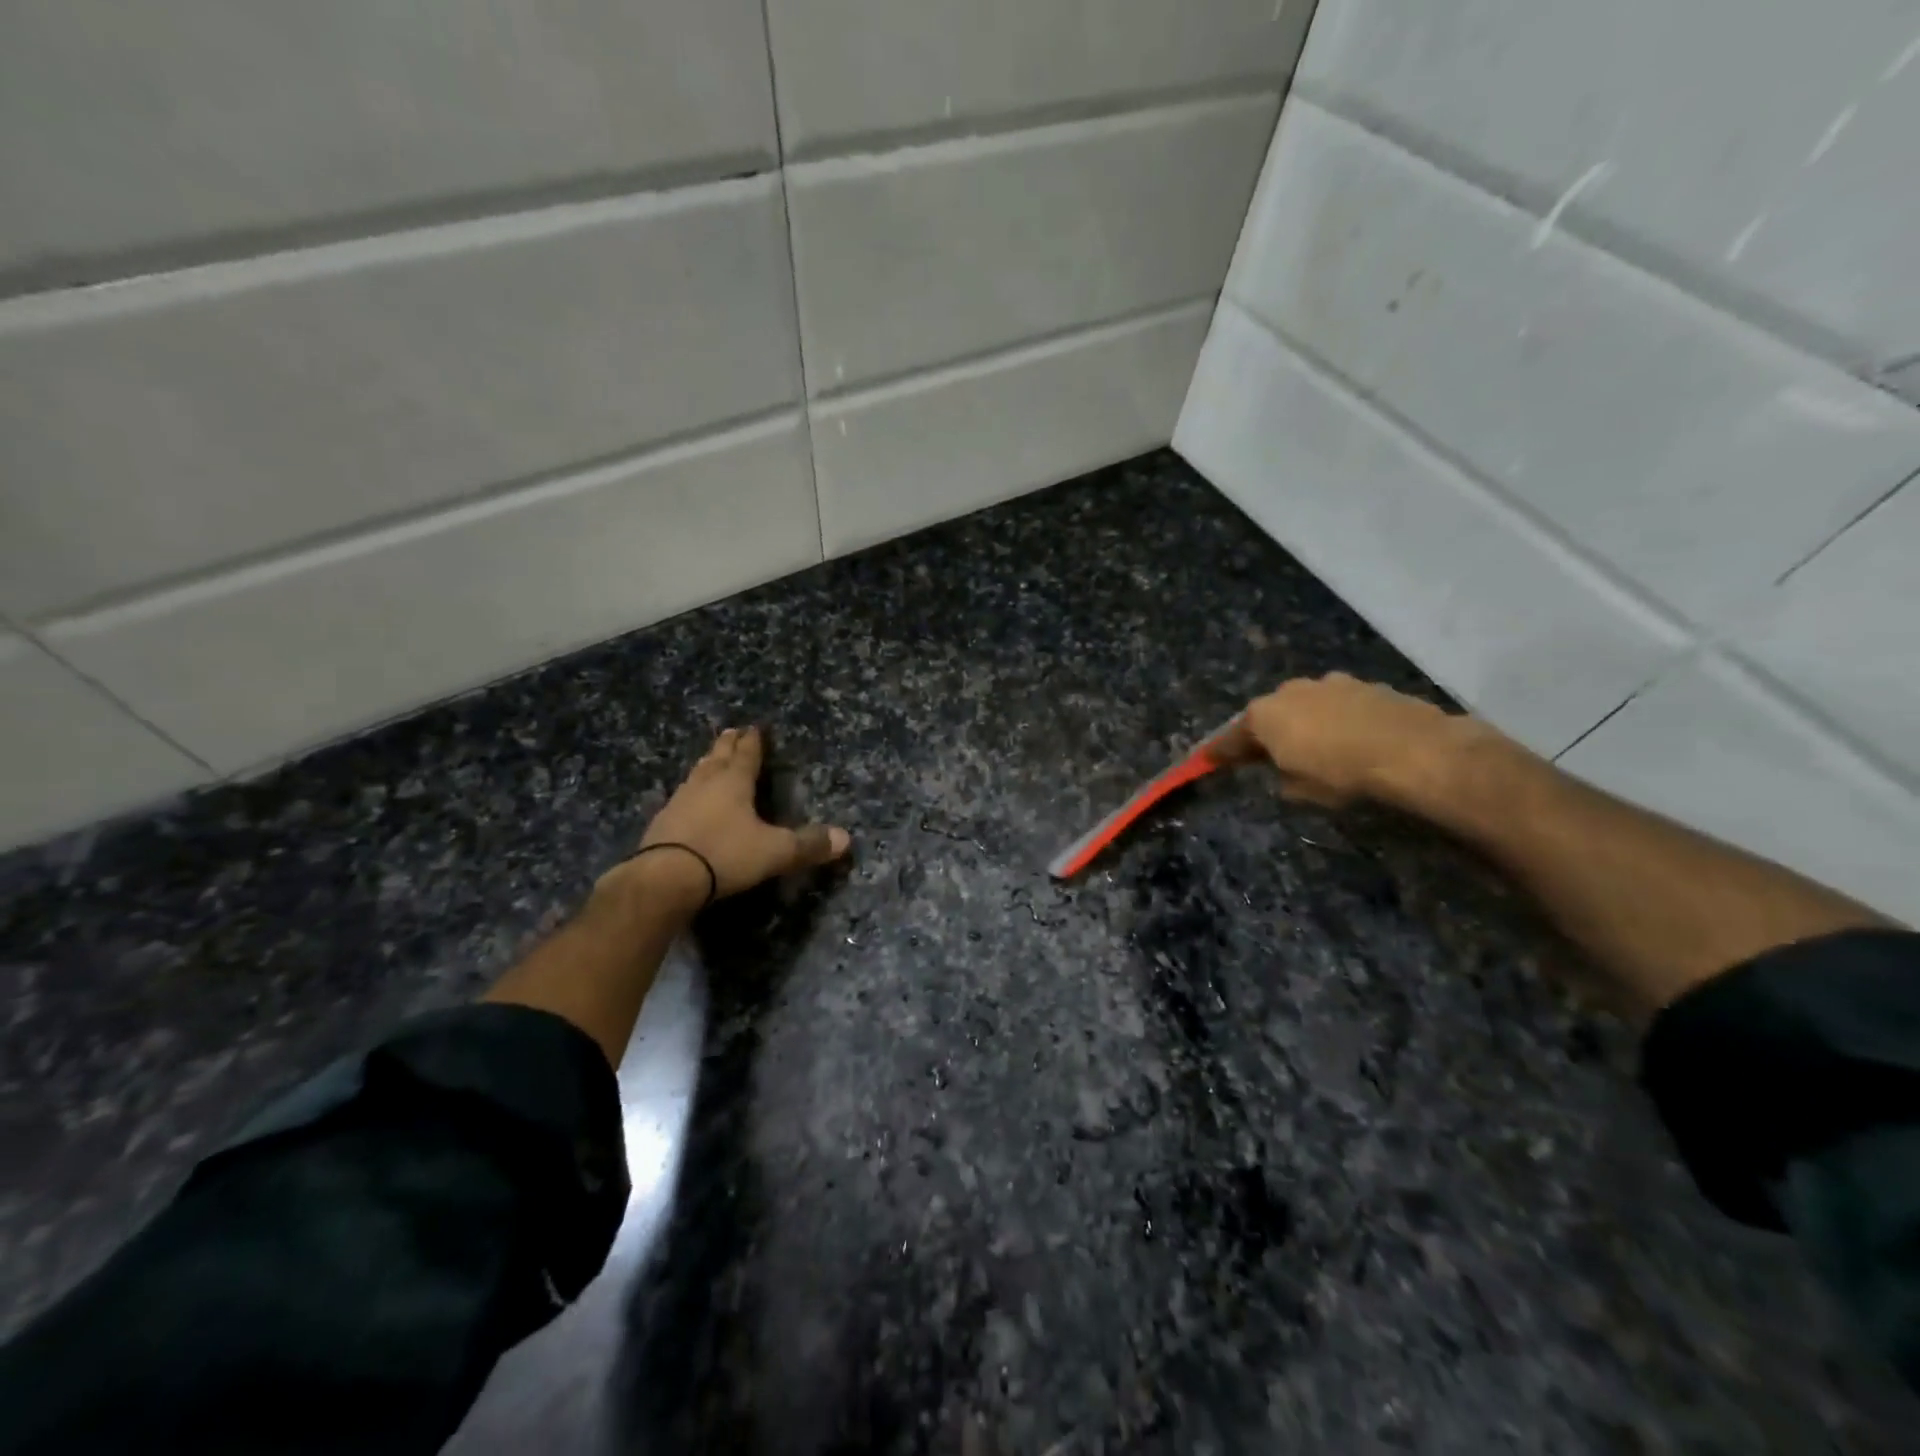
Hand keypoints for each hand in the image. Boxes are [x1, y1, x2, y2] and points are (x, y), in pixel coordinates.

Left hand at [601, 727, 849, 913]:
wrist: (664, 879)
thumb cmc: (725, 855)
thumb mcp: (774, 851)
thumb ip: (808, 845)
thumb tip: (846, 839)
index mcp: (734, 782)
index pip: (747, 754)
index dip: (753, 741)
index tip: (755, 727)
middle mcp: (705, 784)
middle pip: (718, 757)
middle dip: (727, 744)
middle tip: (732, 731)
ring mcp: (679, 802)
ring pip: (697, 774)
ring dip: (707, 764)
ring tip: (711, 759)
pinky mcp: (662, 823)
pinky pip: (682, 798)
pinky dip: (691, 792)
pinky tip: (688, 800)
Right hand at [1211, 673, 1466, 807]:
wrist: (1413, 751)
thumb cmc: (1341, 774)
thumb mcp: (1301, 791)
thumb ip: (1283, 778)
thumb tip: (1285, 772)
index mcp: (1264, 715)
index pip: (1231, 738)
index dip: (1220, 753)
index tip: (1208, 761)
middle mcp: (1290, 691)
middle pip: (1270, 714)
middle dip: (1268, 733)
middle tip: (1271, 755)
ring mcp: (1330, 683)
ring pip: (1307, 706)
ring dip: (1306, 723)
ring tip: (1319, 747)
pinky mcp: (1366, 685)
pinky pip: (1340, 706)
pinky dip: (1339, 720)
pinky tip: (1353, 739)